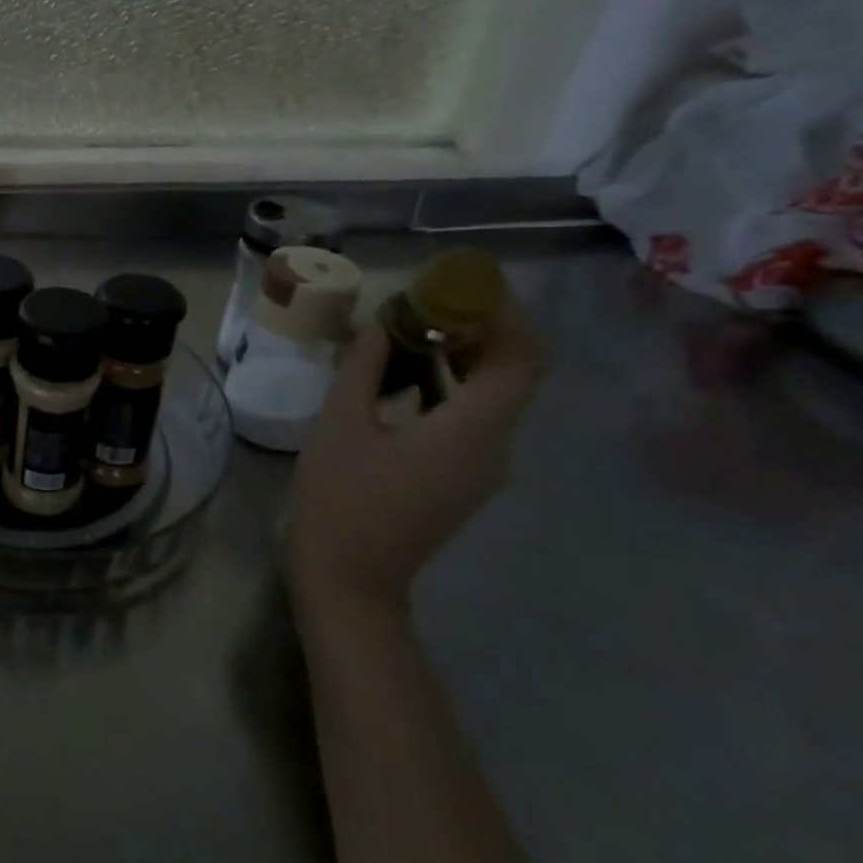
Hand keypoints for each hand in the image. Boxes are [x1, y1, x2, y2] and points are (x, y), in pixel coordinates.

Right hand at [285, 282, 545, 612]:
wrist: (349, 578)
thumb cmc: (340, 499)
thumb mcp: (340, 424)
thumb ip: (364, 368)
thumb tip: (378, 326)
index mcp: (472, 431)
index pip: (521, 357)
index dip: (502, 313)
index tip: (457, 284)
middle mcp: (495, 447)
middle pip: (511, 372)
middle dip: (475, 328)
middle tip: (422, 301)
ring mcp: (482, 467)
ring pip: (490, 395)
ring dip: (456, 356)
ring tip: (402, 330)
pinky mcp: (462, 478)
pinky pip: (469, 418)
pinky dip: (444, 386)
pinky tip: (398, 377)